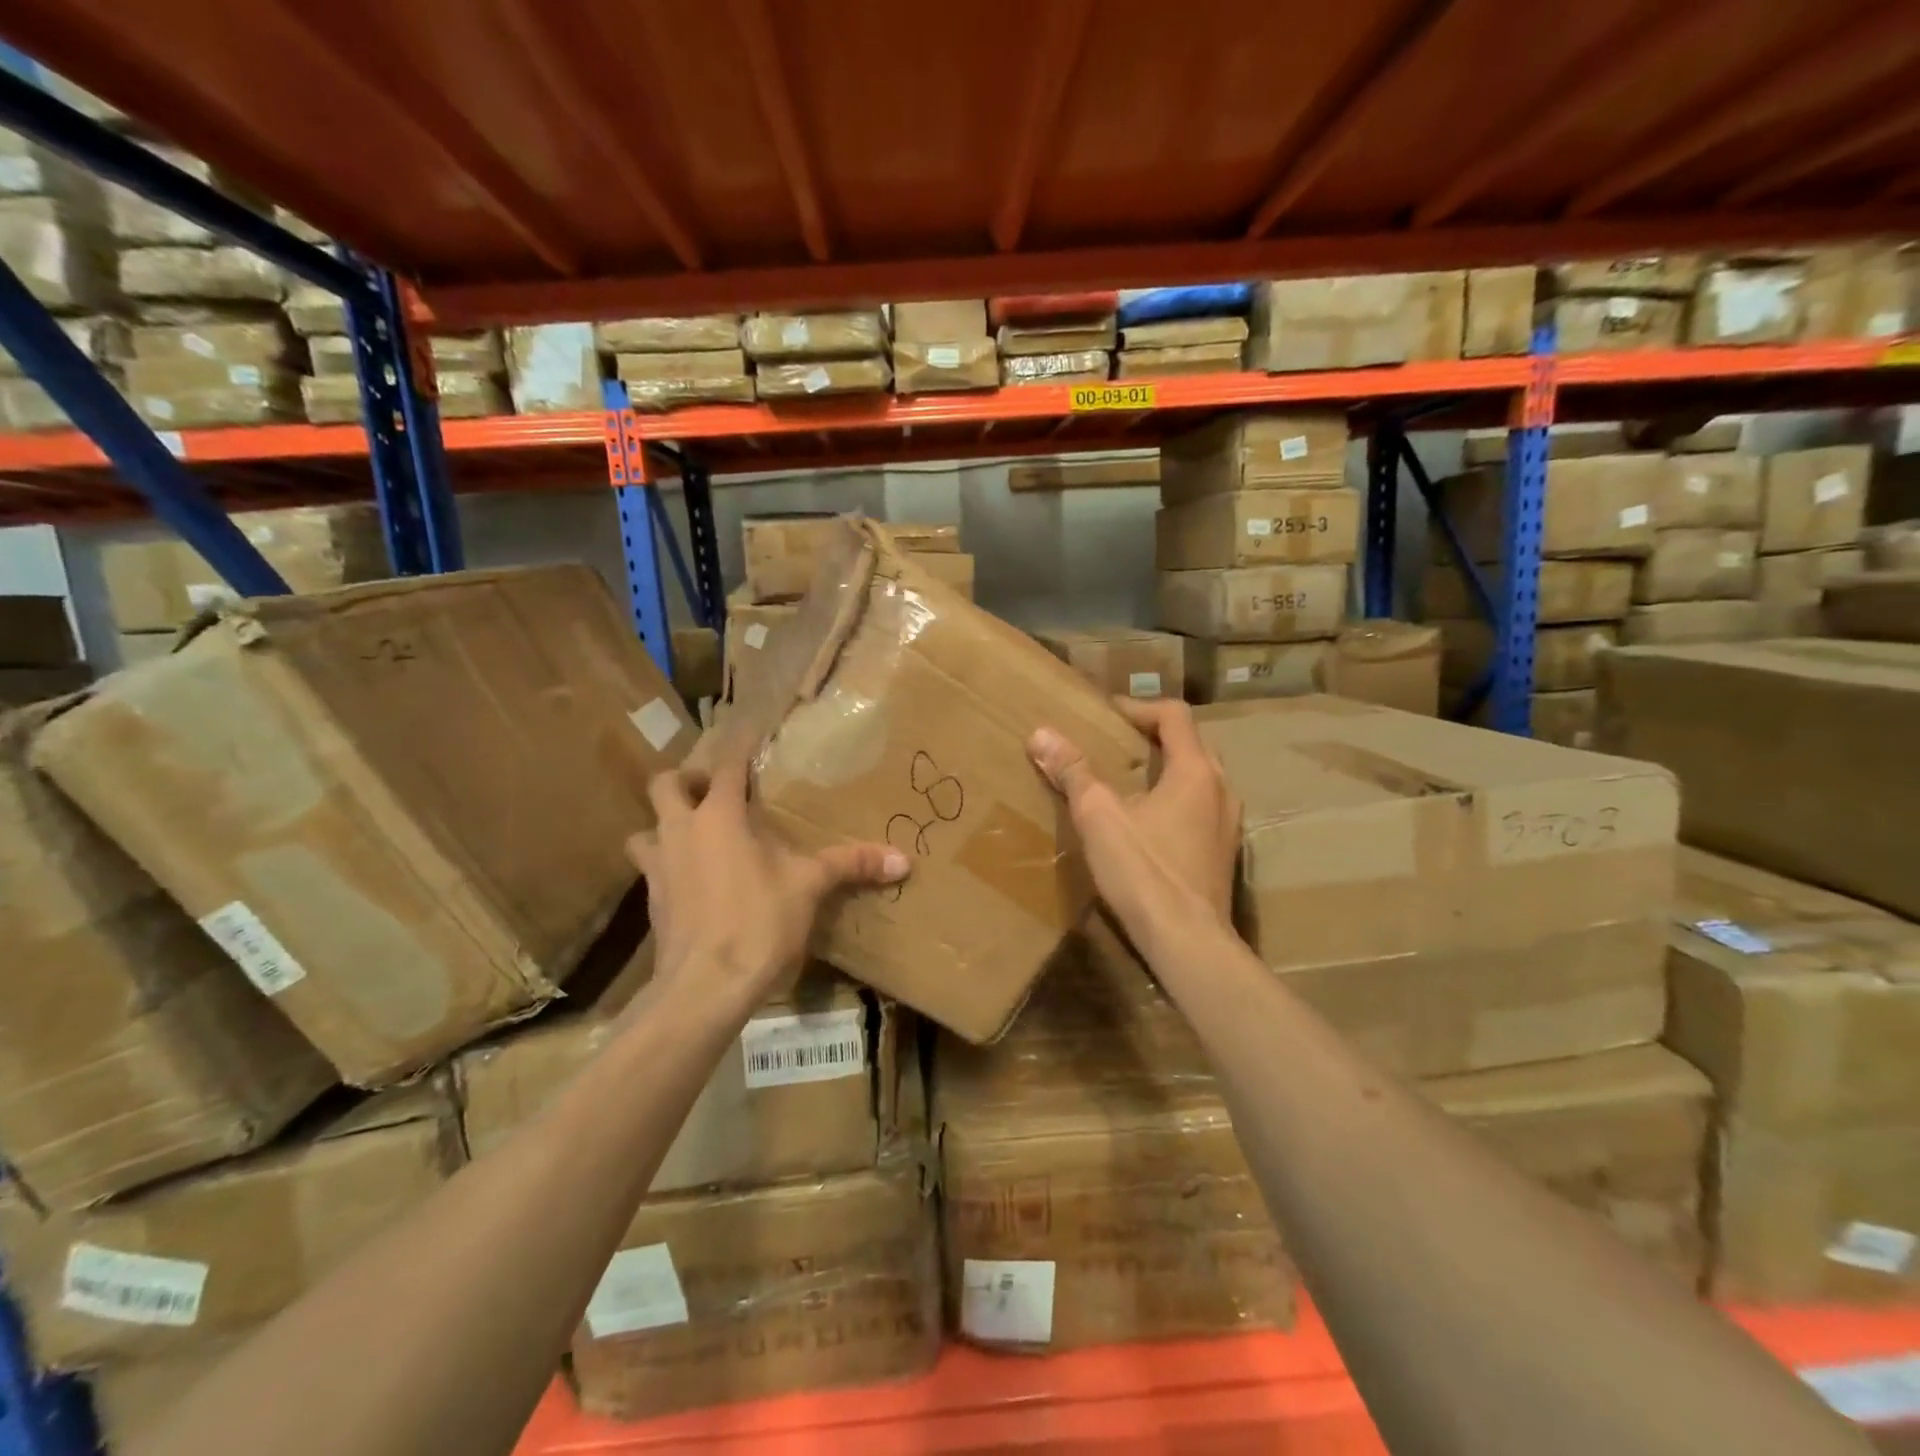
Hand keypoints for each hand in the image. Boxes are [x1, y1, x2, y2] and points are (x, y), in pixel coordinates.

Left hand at [628, 762, 908, 1007]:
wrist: (705, 986)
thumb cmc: (758, 921)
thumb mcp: (810, 887)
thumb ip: (852, 865)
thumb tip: (903, 860)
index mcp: (718, 816)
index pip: (725, 766)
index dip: (738, 748)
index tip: (750, 735)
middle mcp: (680, 831)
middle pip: (664, 785)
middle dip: (685, 780)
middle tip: (712, 790)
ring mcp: (659, 867)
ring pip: (646, 829)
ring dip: (664, 825)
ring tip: (693, 835)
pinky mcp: (651, 903)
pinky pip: (651, 870)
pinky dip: (667, 866)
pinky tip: (691, 883)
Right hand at [1029, 698, 1240, 955]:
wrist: (1188, 942)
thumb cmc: (1144, 871)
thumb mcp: (1099, 817)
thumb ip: (1073, 772)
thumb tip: (1040, 734)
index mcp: (1196, 771)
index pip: (1174, 716)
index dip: (1139, 708)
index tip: (1107, 715)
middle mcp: (1221, 790)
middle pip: (1191, 745)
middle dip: (1153, 738)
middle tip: (1115, 744)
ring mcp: (1229, 825)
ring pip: (1199, 779)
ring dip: (1166, 770)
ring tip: (1128, 782)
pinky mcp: (1224, 854)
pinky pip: (1201, 808)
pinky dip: (1175, 800)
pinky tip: (1148, 824)